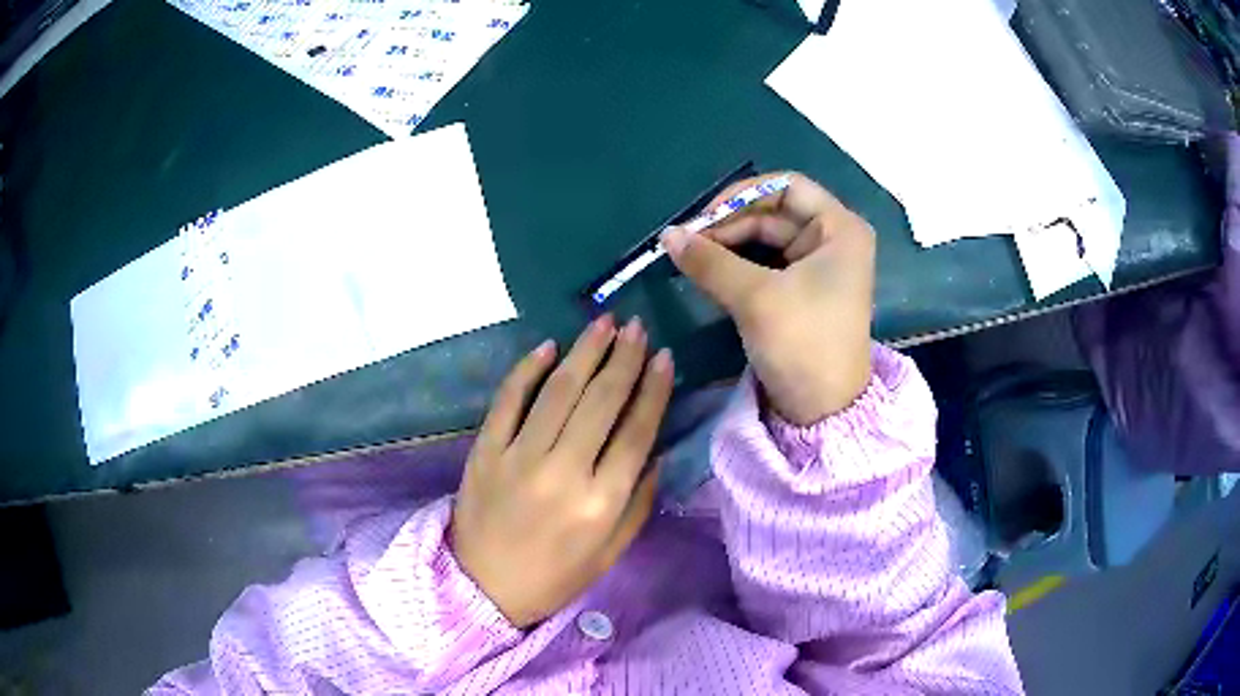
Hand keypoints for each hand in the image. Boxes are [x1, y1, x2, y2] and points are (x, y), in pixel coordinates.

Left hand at [450, 316, 673, 627]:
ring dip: (584, 352)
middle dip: (623, 358)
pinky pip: (508, 400)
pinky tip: (548, 347)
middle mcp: (564, 472)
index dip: (653, 389)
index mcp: (601, 502)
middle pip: (601, 401)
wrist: (482, 587)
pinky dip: (527, 369)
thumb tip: (655, 450)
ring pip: (558, 391)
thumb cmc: (555, 576)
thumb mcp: (611, 552)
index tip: (663, 356)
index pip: (636, 431)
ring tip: (603, 323)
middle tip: (637, 326)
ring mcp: (519, 457)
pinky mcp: (486, 450)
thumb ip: (639, 501)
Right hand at [663, 173, 874, 424]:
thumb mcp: (756, 298)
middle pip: (772, 213)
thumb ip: (710, 261)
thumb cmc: (803, 344)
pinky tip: (708, 273)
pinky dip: (737, 266)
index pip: (786, 187)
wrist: (823, 411)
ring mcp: (818, 265)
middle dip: (728, 225)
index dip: (742, 195)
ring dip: (728, 246)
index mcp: (838, 229)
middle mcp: (832, 239)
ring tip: (690, 258)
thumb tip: (667, 235)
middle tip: (685, 243)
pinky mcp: (803, 290)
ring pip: (765, 239)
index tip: (703, 218)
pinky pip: (765, 264)